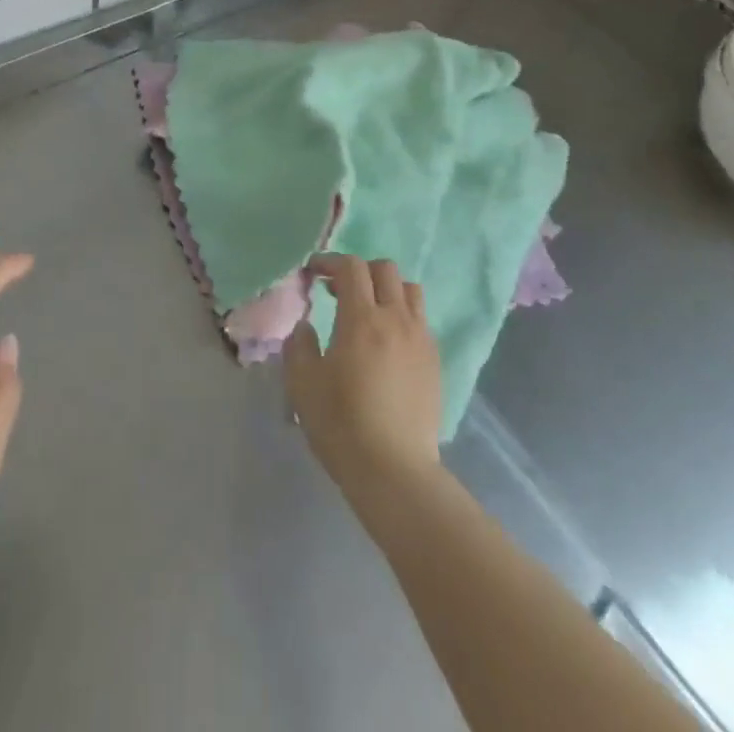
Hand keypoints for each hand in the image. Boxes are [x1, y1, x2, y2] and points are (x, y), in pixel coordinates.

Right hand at [283, 255, 441, 506]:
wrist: (394, 471)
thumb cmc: (342, 424)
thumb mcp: (303, 384)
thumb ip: (299, 346)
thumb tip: (306, 327)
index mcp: (362, 319)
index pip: (351, 268)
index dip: (329, 262)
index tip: (312, 273)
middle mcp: (396, 319)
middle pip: (384, 269)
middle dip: (359, 270)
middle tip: (337, 291)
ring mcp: (420, 339)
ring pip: (409, 290)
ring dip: (386, 289)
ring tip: (368, 311)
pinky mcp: (434, 361)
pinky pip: (420, 319)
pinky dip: (402, 314)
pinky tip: (387, 341)